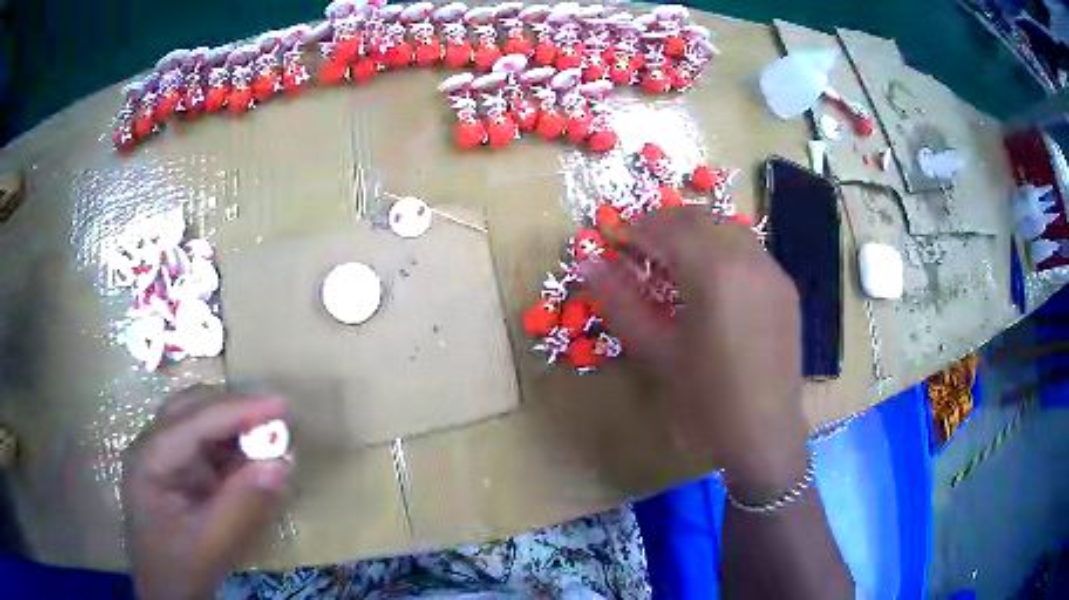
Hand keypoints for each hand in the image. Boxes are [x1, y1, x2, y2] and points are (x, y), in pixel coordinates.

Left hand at [121, 386, 290, 599]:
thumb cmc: (179, 569)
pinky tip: (254, 457)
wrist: (166, 592)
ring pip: (201, 422)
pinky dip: (233, 448)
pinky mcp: (178, 471)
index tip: (281, 405)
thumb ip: (243, 504)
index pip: (195, 420)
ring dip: (235, 426)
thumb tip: (282, 463)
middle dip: (235, 410)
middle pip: (193, 408)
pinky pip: (207, 447)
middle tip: (278, 416)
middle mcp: (153, 445)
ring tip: (271, 434)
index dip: (238, 410)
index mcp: (150, 458)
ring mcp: (164, 456)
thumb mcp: (211, 544)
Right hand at [583, 208, 808, 498]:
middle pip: (698, 218)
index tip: (612, 240)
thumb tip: (588, 261)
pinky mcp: (784, 287)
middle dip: (662, 225)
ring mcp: (772, 270)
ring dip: (692, 233)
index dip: (634, 229)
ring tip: (668, 261)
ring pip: (725, 228)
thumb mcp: (655, 351)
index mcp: (715, 272)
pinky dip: (719, 248)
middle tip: (635, 248)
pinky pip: (747, 249)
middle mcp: (749, 258)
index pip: (667, 227)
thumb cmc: (705, 399)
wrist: (764, 433)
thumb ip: (620, 300)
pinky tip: (707, 278)